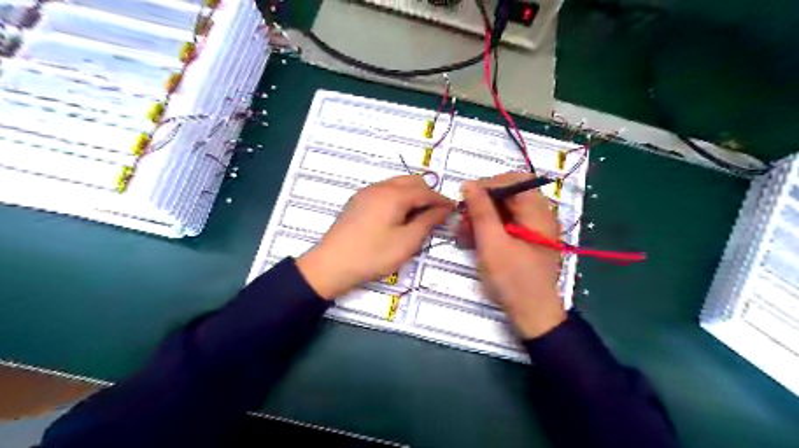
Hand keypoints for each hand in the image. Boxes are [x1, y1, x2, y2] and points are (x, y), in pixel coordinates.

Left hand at [297, 176, 455, 300]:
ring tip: (419, 215)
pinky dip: (397, 197)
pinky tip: (398, 215)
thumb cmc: (373, 255)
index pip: (425, 191)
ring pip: (396, 184)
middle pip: (411, 181)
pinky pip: (384, 191)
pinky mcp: (357, 201)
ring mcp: (366, 192)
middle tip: (437, 213)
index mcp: (394, 195)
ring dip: (412, 194)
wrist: (331, 264)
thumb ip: (427, 222)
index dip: (442, 200)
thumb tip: (443, 210)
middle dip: (427, 194)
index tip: (453, 210)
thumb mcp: (406, 242)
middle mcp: (380, 187)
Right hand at [460, 173, 564, 338]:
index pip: (513, 181)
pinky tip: (472, 239)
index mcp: (538, 212)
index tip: (465, 200)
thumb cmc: (513, 280)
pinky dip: (488, 228)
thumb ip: (481, 211)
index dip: (487, 185)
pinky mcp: (526, 238)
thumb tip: (469, 184)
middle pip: (508, 194)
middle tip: (462, 219)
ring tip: (463, 233)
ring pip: (504, 209)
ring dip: (481, 216)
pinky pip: (505, 223)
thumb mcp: (492, 244)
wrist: (532, 314)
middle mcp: (539, 214)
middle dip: (481, 203)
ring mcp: (533, 227)